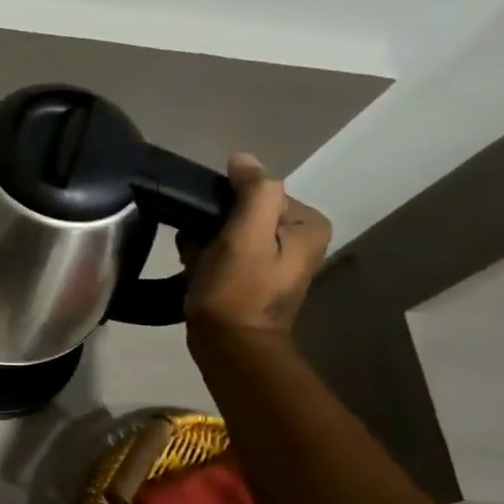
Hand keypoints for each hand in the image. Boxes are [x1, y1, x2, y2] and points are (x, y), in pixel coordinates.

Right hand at [182, 153, 331, 336]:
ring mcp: (273, 259)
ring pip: (227, 228)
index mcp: (307, 225)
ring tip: (197, 260)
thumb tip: (242, 159)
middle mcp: (297, 238)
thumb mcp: (247, 235)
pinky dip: (204, 254)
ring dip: (204, 240)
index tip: (214, 231)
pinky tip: (195, 268)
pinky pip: (222, 248)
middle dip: (214, 225)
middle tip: (202, 248)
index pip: (257, 191)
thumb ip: (254, 191)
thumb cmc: (238, 290)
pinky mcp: (250, 275)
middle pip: (242, 210)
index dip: (227, 205)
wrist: (229, 345)